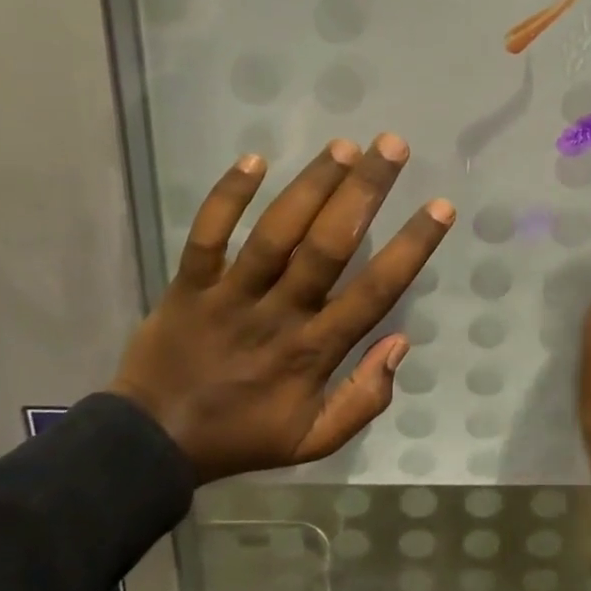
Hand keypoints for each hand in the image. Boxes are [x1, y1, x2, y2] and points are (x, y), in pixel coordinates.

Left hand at [109, 134, 454, 481]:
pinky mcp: (188, 284)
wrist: (151, 444)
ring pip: (275, 233)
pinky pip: (206, 235)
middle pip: (327, 247)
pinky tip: (254, 159)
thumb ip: (365, 399)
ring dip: (311, 186)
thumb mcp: (313, 441)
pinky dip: (226, 197)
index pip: (374, 292)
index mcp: (313, 351)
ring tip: (343, 146)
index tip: (440, 208)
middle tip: (392, 146)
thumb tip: (401, 343)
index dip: (411, 248)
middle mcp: (278, 314)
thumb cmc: (243, 435)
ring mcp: (229, 296)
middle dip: (363, 193)